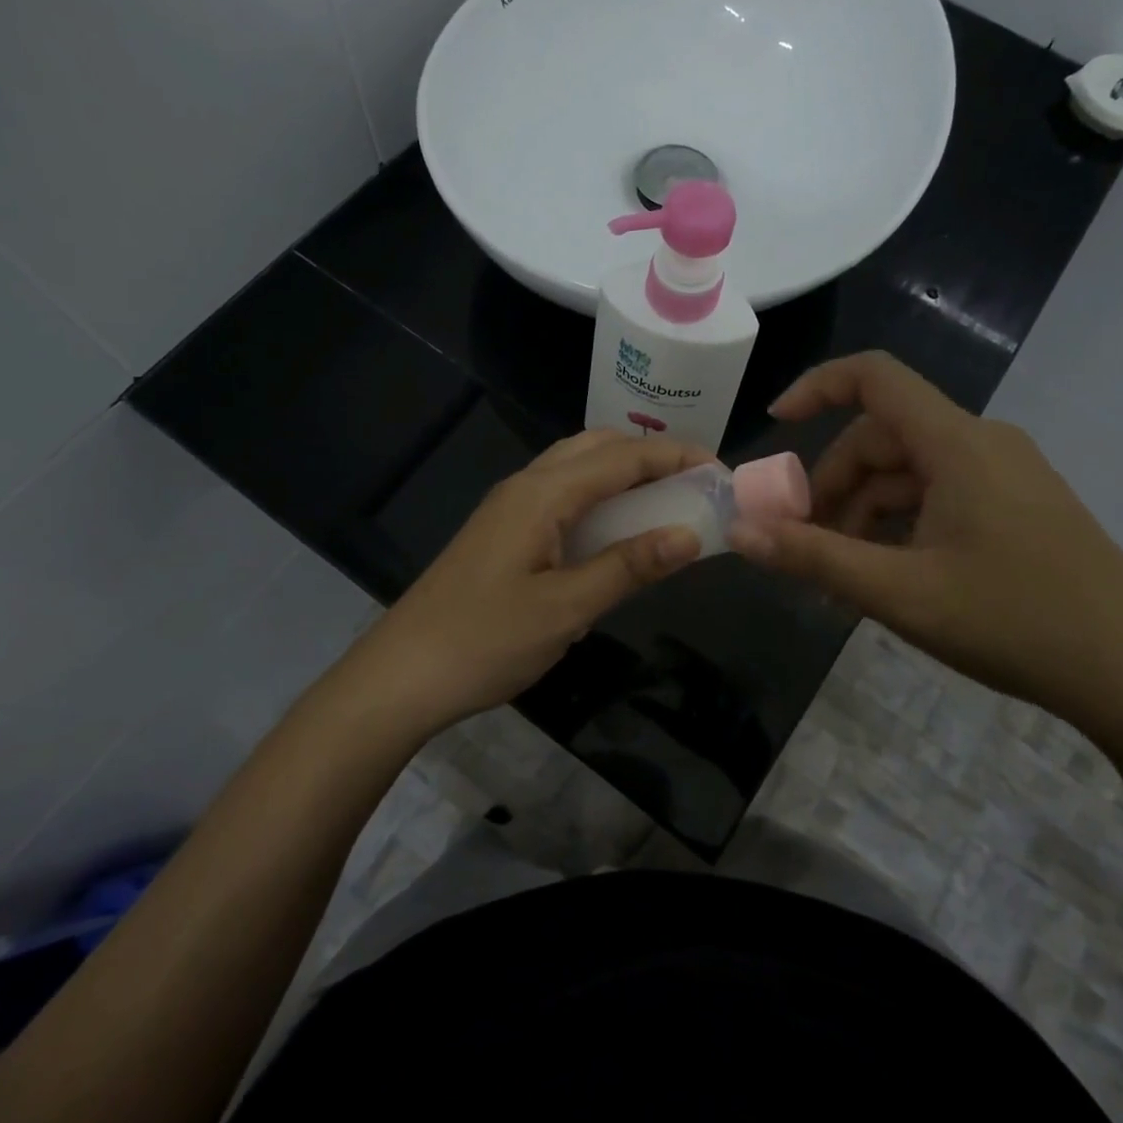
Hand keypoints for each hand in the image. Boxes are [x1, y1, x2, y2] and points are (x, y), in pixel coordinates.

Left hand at [355, 430, 711, 733]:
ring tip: (665, 503)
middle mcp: (526, 486)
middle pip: (598, 448)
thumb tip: (690, 535)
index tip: (721, 472)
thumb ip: (629, 567)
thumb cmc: (485, 641)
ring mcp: (510, 507)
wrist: (401, 674)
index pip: (623, 456)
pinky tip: (615, 532)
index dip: (676, 457)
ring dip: (623, 475)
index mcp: (543, 494)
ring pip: (577, 469)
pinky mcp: (503, 531)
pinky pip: (562, 496)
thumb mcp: (566, 608)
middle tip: (694, 486)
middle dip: (650, 457)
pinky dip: (599, 498)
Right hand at [729, 352, 1122, 739]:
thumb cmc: (1015, 623)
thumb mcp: (899, 593)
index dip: (816, 387)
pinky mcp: (1020, 506)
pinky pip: (941, 494)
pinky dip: (901, 523)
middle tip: (805, 543)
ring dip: (864, 511)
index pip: (874, 377)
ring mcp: (1007, 475)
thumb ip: (813, 557)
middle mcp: (983, 443)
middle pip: (883, 437)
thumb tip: (739, 532)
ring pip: (910, 472)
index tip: (774, 425)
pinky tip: (888, 575)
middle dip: (833, 485)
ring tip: (843, 574)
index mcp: (956, 443)